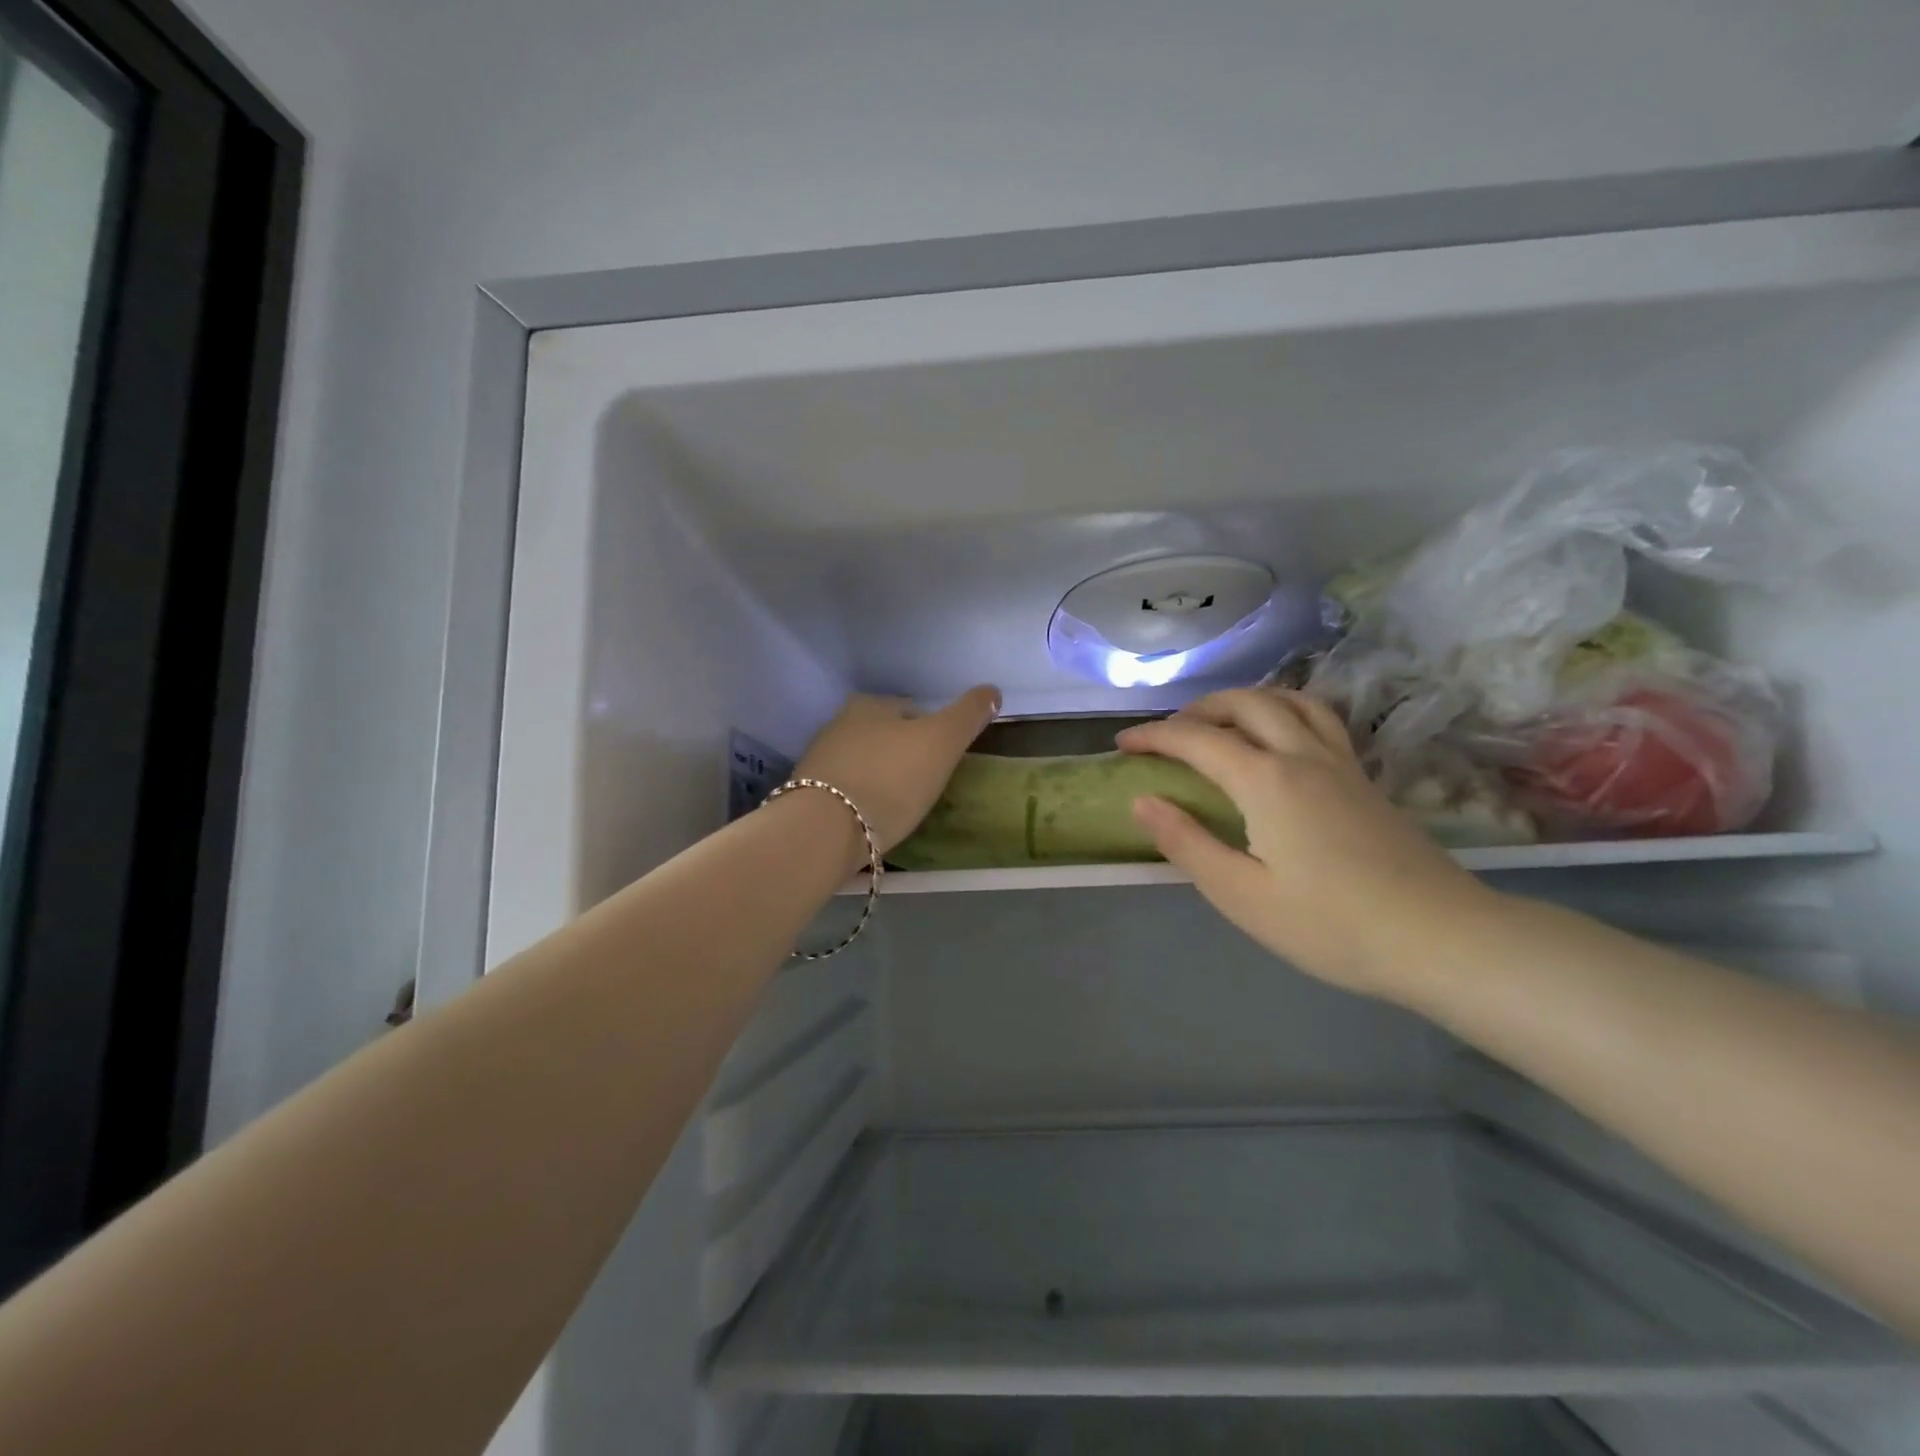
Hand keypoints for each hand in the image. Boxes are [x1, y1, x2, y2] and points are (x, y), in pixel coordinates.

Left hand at [796, 688, 1000, 856]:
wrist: (825, 830)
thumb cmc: (891, 778)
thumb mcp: (942, 742)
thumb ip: (968, 714)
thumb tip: (992, 690)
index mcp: (870, 704)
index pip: (912, 711)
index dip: (933, 735)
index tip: (943, 763)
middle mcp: (838, 723)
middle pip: (885, 736)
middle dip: (904, 755)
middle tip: (925, 786)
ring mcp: (818, 759)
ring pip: (863, 762)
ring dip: (881, 777)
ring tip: (899, 806)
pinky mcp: (806, 794)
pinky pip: (846, 789)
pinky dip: (861, 798)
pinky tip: (872, 819)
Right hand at [1116, 688, 1493, 998]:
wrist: (1441, 939)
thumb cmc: (1331, 926)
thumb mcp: (1242, 895)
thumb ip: (1187, 843)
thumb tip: (1142, 801)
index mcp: (1266, 780)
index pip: (1197, 739)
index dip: (1154, 736)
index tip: (1123, 746)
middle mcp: (1302, 755)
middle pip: (1245, 703)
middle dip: (1198, 709)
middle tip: (1169, 734)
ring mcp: (1341, 763)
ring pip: (1289, 701)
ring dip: (1245, 701)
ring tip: (1221, 725)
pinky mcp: (1365, 779)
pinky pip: (1318, 720)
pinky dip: (1284, 712)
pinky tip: (1280, 742)